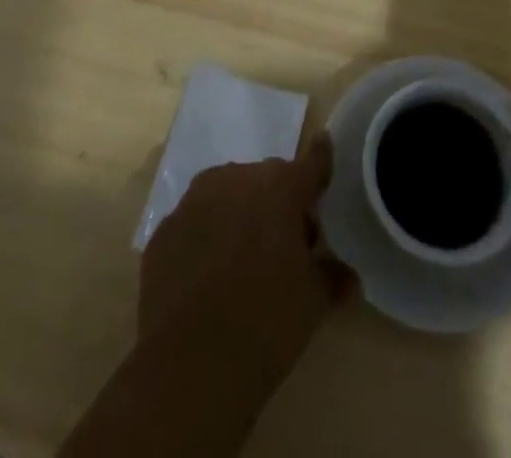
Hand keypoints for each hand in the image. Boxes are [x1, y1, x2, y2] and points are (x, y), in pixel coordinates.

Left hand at [140, 140, 354, 385]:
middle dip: (279, 204)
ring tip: (244, 261)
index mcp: (279, 187)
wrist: (187, 366)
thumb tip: (347, 274)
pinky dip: (206, 239)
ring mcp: (194, 200)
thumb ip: (331, 277)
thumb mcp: (312, 303)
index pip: (310, 164)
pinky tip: (208, 278)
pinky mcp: (164, 230)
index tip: (324, 145)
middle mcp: (236, 178)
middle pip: (266, 181)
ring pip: (227, 195)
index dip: (321, 159)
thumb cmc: (265, 323)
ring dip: (240, 215)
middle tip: (288, 246)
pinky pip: (196, 223)